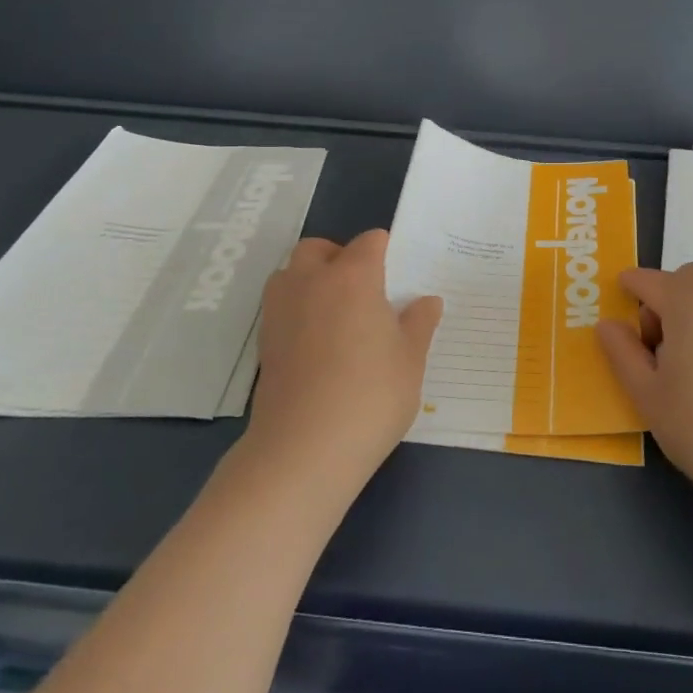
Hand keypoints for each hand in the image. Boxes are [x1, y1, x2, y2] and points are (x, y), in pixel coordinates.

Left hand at [245, 230, 443, 496]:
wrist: (304, 450)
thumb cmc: (370, 396)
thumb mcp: (410, 360)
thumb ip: (419, 324)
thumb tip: (427, 300)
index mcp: (353, 276)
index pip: (369, 242)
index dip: (385, 252)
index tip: (398, 276)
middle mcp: (311, 282)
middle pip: (319, 248)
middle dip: (339, 257)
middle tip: (364, 289)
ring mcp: (281, 311)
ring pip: (291, 273)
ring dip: (310, 280)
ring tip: (336, 313)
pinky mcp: (265, 342)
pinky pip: (281, 307)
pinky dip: (297, 311)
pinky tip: (318, 344)